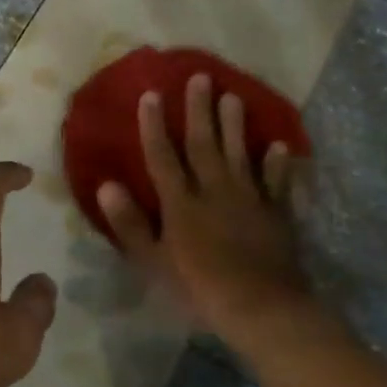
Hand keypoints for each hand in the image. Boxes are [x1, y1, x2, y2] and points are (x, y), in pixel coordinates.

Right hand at [96, 74, 320, 354]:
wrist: (263, 309)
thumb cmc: (199, 289)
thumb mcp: (153, 262)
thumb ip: (130, 223)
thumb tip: (106, 185)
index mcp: (181, 204)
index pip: (163, 157)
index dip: (154, 126)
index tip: (151, 94)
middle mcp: (214, 192)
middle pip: (204, 145)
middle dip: (199, 111)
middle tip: (201, 77)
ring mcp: (249, 200)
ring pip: (239, 155)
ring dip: (236, 125)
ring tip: (234, 95)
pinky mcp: (276, 215)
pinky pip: (277, 183)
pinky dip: (278, 164)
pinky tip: (280, 145)